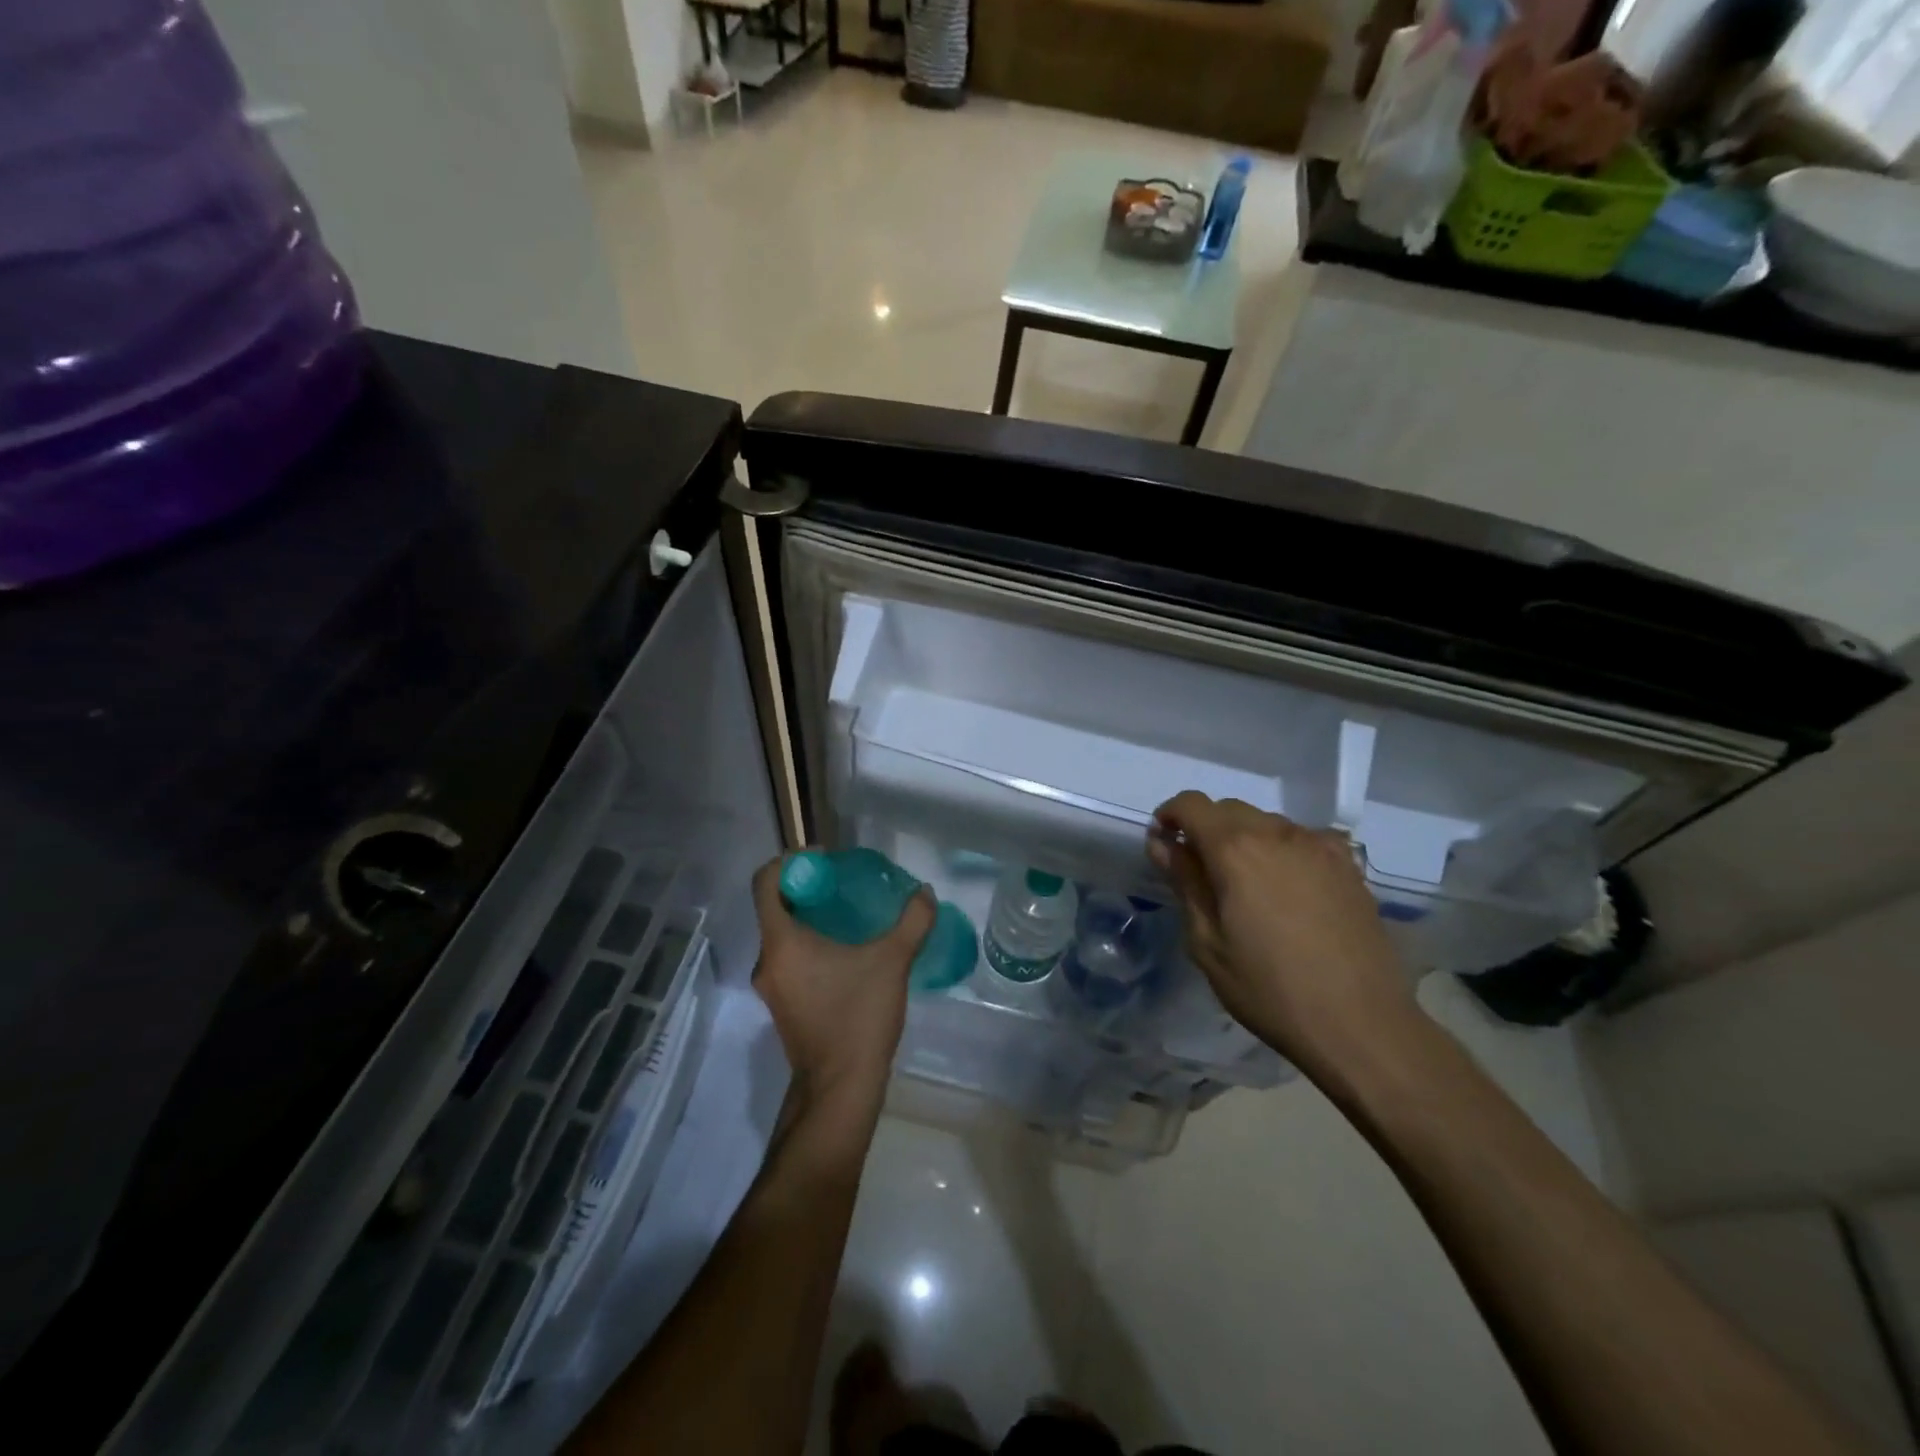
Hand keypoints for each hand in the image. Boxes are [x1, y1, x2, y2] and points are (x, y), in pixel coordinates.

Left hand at [750, 856, 934, 1108]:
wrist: (840, 1088)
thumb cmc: (858, 1017)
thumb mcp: (892, 963)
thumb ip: (912, 923)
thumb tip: (925, 893)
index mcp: (781, 942)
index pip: (766, 883)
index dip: (791, 861)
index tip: (824, 858)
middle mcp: (767, 960)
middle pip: (775, 907)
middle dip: (807, 888)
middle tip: (843, 883)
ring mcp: (771, 986)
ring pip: (783, 935)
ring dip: (809, 917)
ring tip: (848, 912)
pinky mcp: (782, 1004)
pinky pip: (789, 958)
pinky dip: (809, 943)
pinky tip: (845, 950)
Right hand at [1148, 792, 1411, 1070]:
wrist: (1360, 1024)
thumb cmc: (1269, 989)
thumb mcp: (1207, 943)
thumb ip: (1184, 883)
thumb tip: (1163, 845)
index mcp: (1235, 850)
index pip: (1191, 804)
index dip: (1170, 817)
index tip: (1163, 846)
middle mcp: (1277, 833)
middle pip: (1229, 809)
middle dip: (1205, 829)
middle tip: (1200, 872)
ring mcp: (1319, 846)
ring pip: (1267, 822)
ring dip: (1244, 839)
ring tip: (1246, 886)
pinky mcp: (1348, 866)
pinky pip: (1303, 839)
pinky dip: (1282, 850)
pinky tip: (1288, 887)